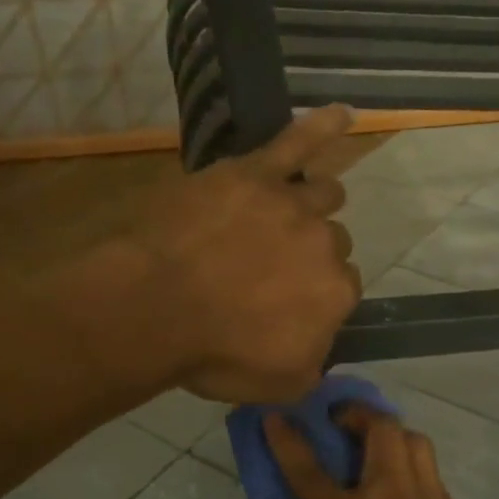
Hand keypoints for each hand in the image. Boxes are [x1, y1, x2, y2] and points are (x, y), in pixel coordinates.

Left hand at [133, 106, 361, 403]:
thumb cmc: (213, 353)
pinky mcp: (256, 173)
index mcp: (335, 296)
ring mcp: (293, 204)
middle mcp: (326, 246)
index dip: (315, 296)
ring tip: (292, 212)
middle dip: (309, 254)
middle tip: (270, 268)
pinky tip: (344, 114)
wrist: (154, 307)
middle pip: (332, 243)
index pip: (342, 289)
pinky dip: (324, 126)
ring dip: (314, 205)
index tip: (288, 304)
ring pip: (325, 195)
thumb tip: (323, 346)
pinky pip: (299, 140)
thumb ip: (315, 364)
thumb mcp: (278, 385)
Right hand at [264, 406, 485, 498]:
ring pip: (415, 441)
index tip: (275, 417)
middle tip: (342, 420)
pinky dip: (410, 470)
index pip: (311, 472)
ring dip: (391, 435)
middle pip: (382, 430)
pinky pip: (431, 475)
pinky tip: (401, 493)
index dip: (288, 441)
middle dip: (359, 414)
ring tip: (375, 449)